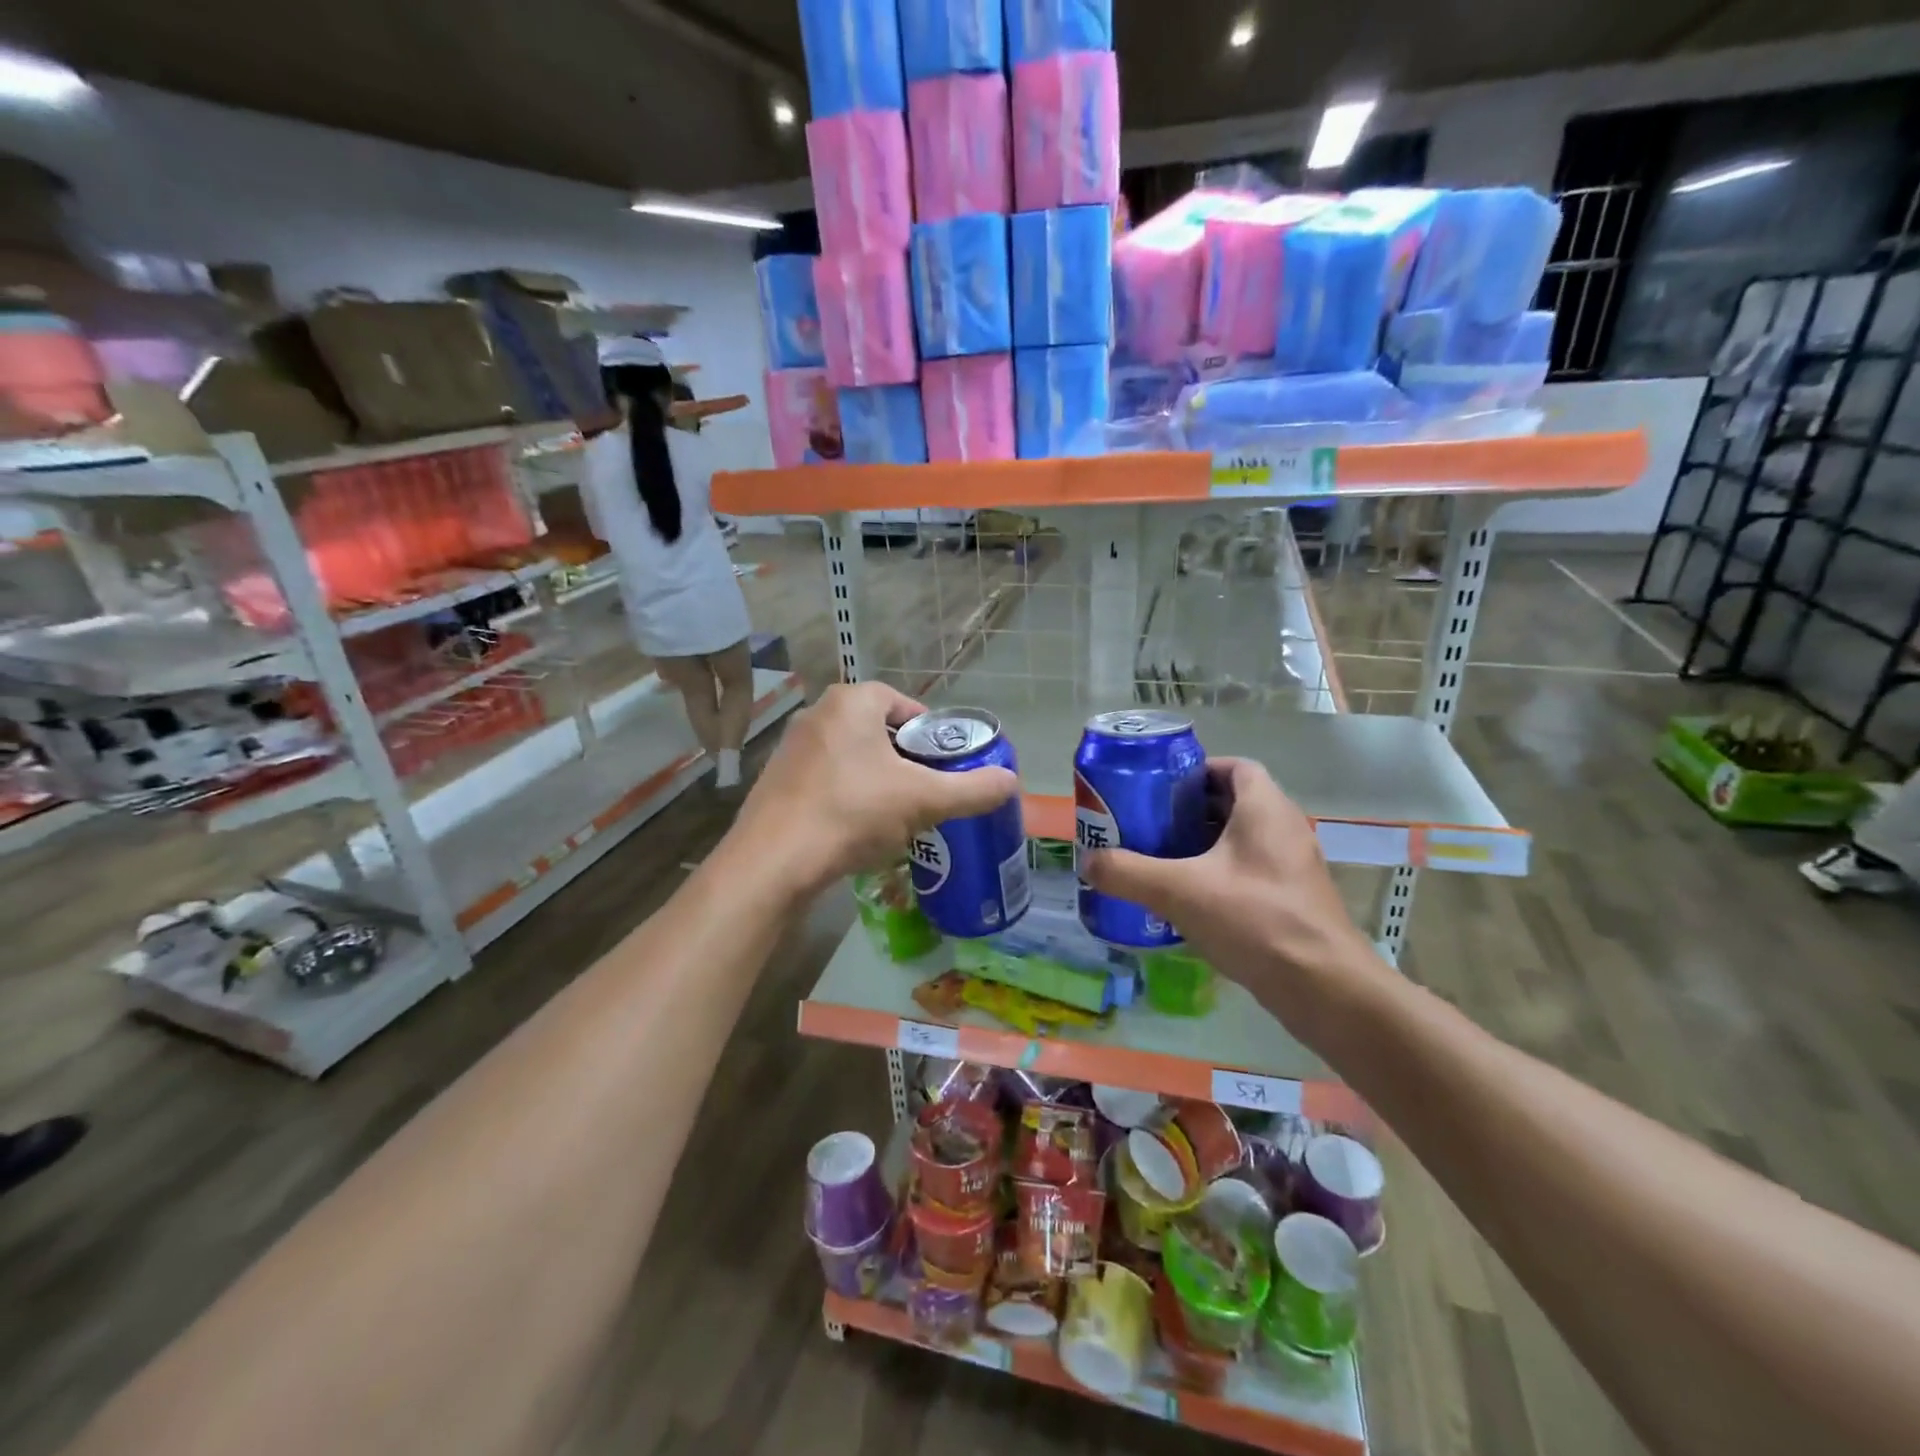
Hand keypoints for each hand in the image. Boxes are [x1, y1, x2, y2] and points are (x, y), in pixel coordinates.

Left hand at [730, 683, 1019, 898]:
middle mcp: (817, 714)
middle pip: (877, 730)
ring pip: (850, 757)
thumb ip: (972, 789)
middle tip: (925, 792)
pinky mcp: (775, 781)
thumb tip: (1012, 781)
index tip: (944, 764)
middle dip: (904, 759)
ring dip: (876, 780)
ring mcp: (791, 748)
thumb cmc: (852, 813)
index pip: (903, 704)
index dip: (929, 733)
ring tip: (896, 815)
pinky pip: (825, 780)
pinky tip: (856, 830)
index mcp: (852, 701)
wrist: (773, 862)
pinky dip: (846, 797)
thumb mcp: (923, 800)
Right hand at [1082, 758, 1386, 1041]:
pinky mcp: (1295, 900)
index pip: (1234, 767)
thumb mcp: (1179, 891)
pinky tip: (1190, 901)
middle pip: (1233, 802)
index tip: (1160, 789)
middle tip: (1150, 824)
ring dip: (1204, 845)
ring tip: (1162, 860)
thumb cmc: (1255, 920)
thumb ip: (1128, 873)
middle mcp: (1285, 829)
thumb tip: (1087, 861)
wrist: (1324, 989)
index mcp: (1265, 809)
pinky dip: (1221, 875)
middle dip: (1190, 810)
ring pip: (1242, 840)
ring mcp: (1294, 866)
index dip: (1196, 771)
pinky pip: (1252, 871)